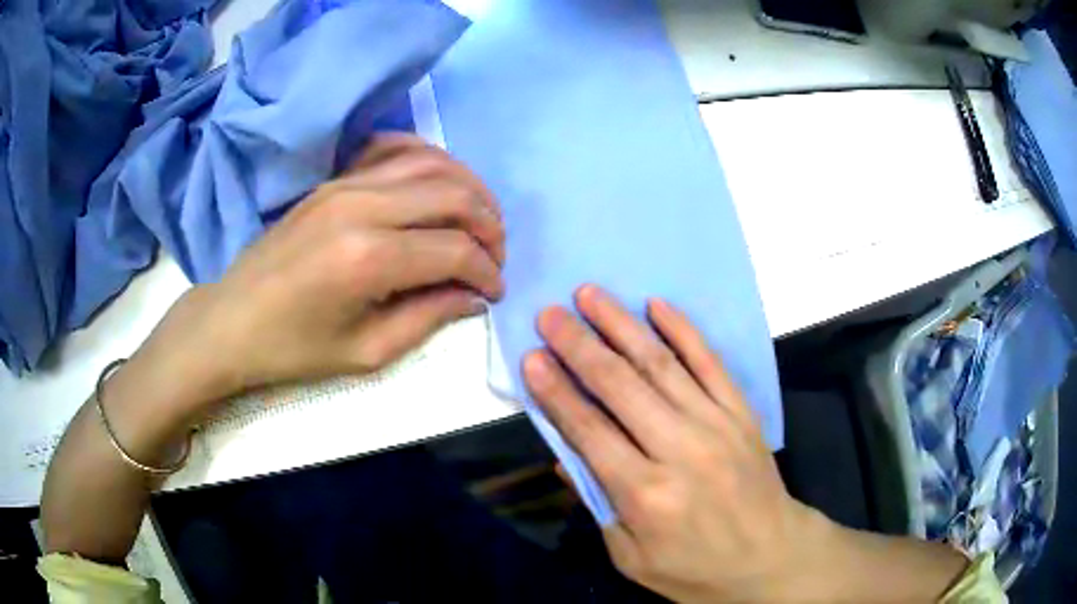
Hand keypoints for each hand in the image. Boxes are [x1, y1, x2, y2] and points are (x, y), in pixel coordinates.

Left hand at [136, 133, 505, 416]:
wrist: (232, 319)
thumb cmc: (293, 348)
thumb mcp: (366, 352)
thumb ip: (428, 318)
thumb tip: (474, 297)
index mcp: (368, 258)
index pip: (455, 250)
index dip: (486, 271)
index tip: (494, 292)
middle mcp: (362, 206)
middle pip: (453, 195)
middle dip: (489, 225)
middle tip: (494, 256)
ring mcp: (345, 184)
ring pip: (432, 164)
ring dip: (468, 189)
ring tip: (479, 221)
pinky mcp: (333, 179)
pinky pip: (393, 148)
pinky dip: (428, 158)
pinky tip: (438, 182)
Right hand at [521, 285, 823, 601]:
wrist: (770, 558)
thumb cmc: (694, 569)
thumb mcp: (631, 558)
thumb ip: (598, 504)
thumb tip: (567, 455)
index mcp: (645, 494)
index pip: (589, 430)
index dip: (556, 391)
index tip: (531, 357)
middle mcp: (679, 449)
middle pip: (620, 386)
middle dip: (579, 345)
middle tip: (550, 313)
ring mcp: (715, 423)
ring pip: (661, 364)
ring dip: (621, 325)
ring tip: (590, 295)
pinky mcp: (741, 412)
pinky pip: (710, 362)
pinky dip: (684, 330)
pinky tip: (658, 305)